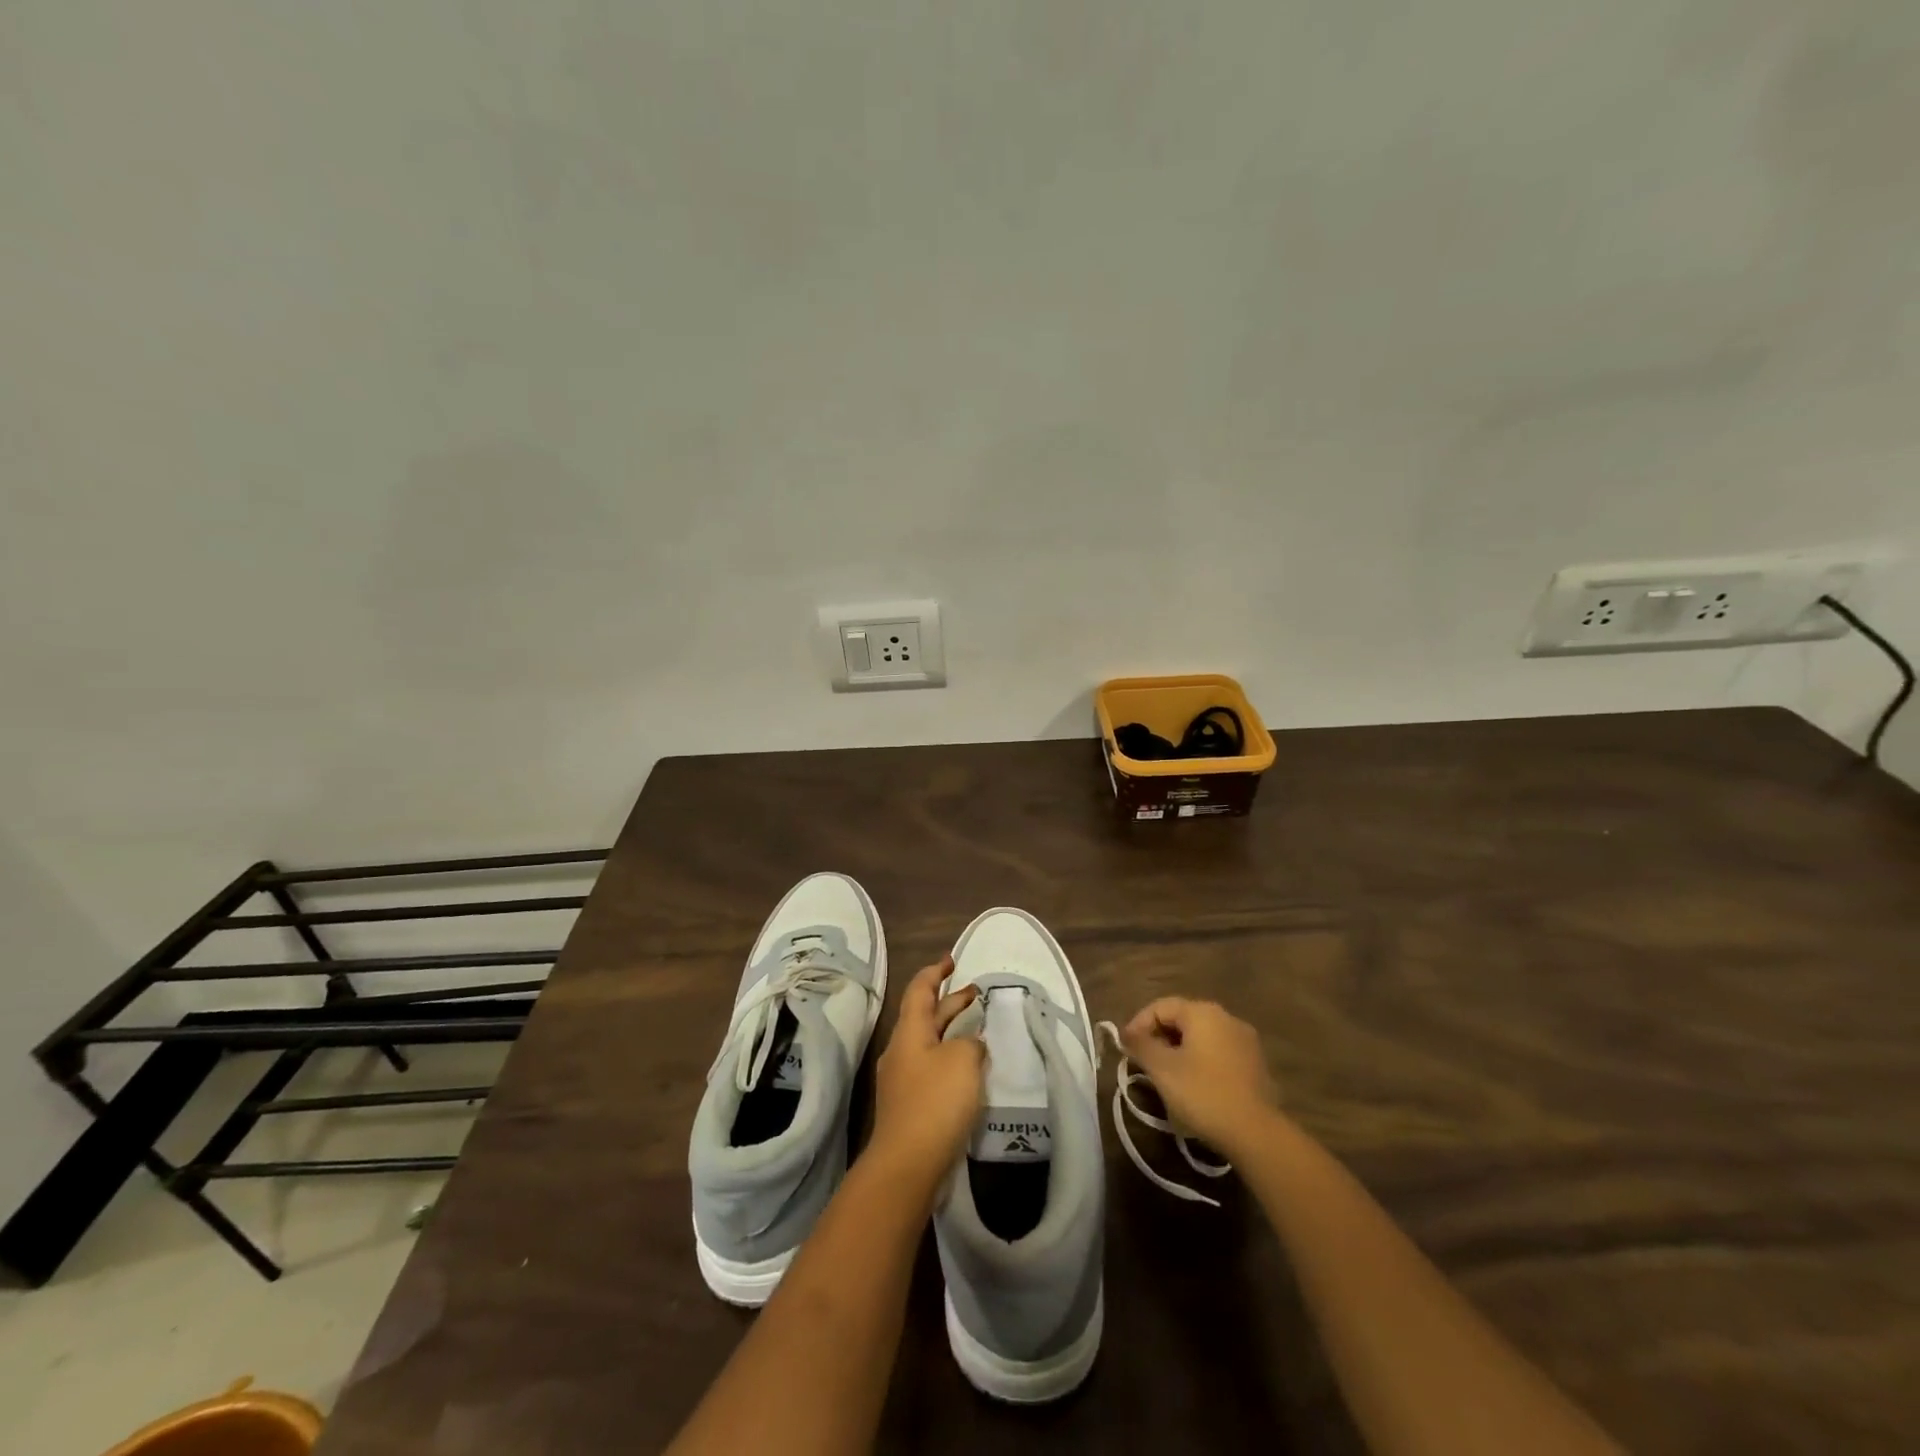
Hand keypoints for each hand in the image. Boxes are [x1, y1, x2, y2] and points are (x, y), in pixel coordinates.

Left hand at [867, 957, 984, 1191]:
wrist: (907, 1165)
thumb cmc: (935, 1102)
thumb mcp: (962, 1060)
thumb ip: (971, 1043)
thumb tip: (970, 1045)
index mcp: (909, 1032)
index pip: (920, 990)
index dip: (935, 972)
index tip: (951, 960)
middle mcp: (902, 1050)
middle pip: (925, 1015)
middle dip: (950, 1001)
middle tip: (976, 992)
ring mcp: (903, 1080)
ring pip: (930, 1042)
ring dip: (952, 1031)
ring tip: (979, 1027)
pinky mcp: (911, 1106)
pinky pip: (932, 1068)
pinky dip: (951, 1058)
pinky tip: (970, 1069)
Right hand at [1120, 997, 1280, 1158]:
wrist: (1257, 1134)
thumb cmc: (1203, 1094)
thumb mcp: (1162, 1069)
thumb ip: (1140, 1045)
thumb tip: (1127, 1033)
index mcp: (1203, 1012)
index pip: (1160, 1006)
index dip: (1138, 1024)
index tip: (1125, 1048)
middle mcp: (1226, 1017)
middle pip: (1182, 1018)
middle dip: (1158, 1037)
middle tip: (1143, 1061)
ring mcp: (1245, 1040)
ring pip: (1201, 1036)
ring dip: (1178, 1049)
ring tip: (1165, 1074)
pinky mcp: (1255, 1064)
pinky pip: (1218, 1052)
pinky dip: (1200, 1060)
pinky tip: (1193, 1084)